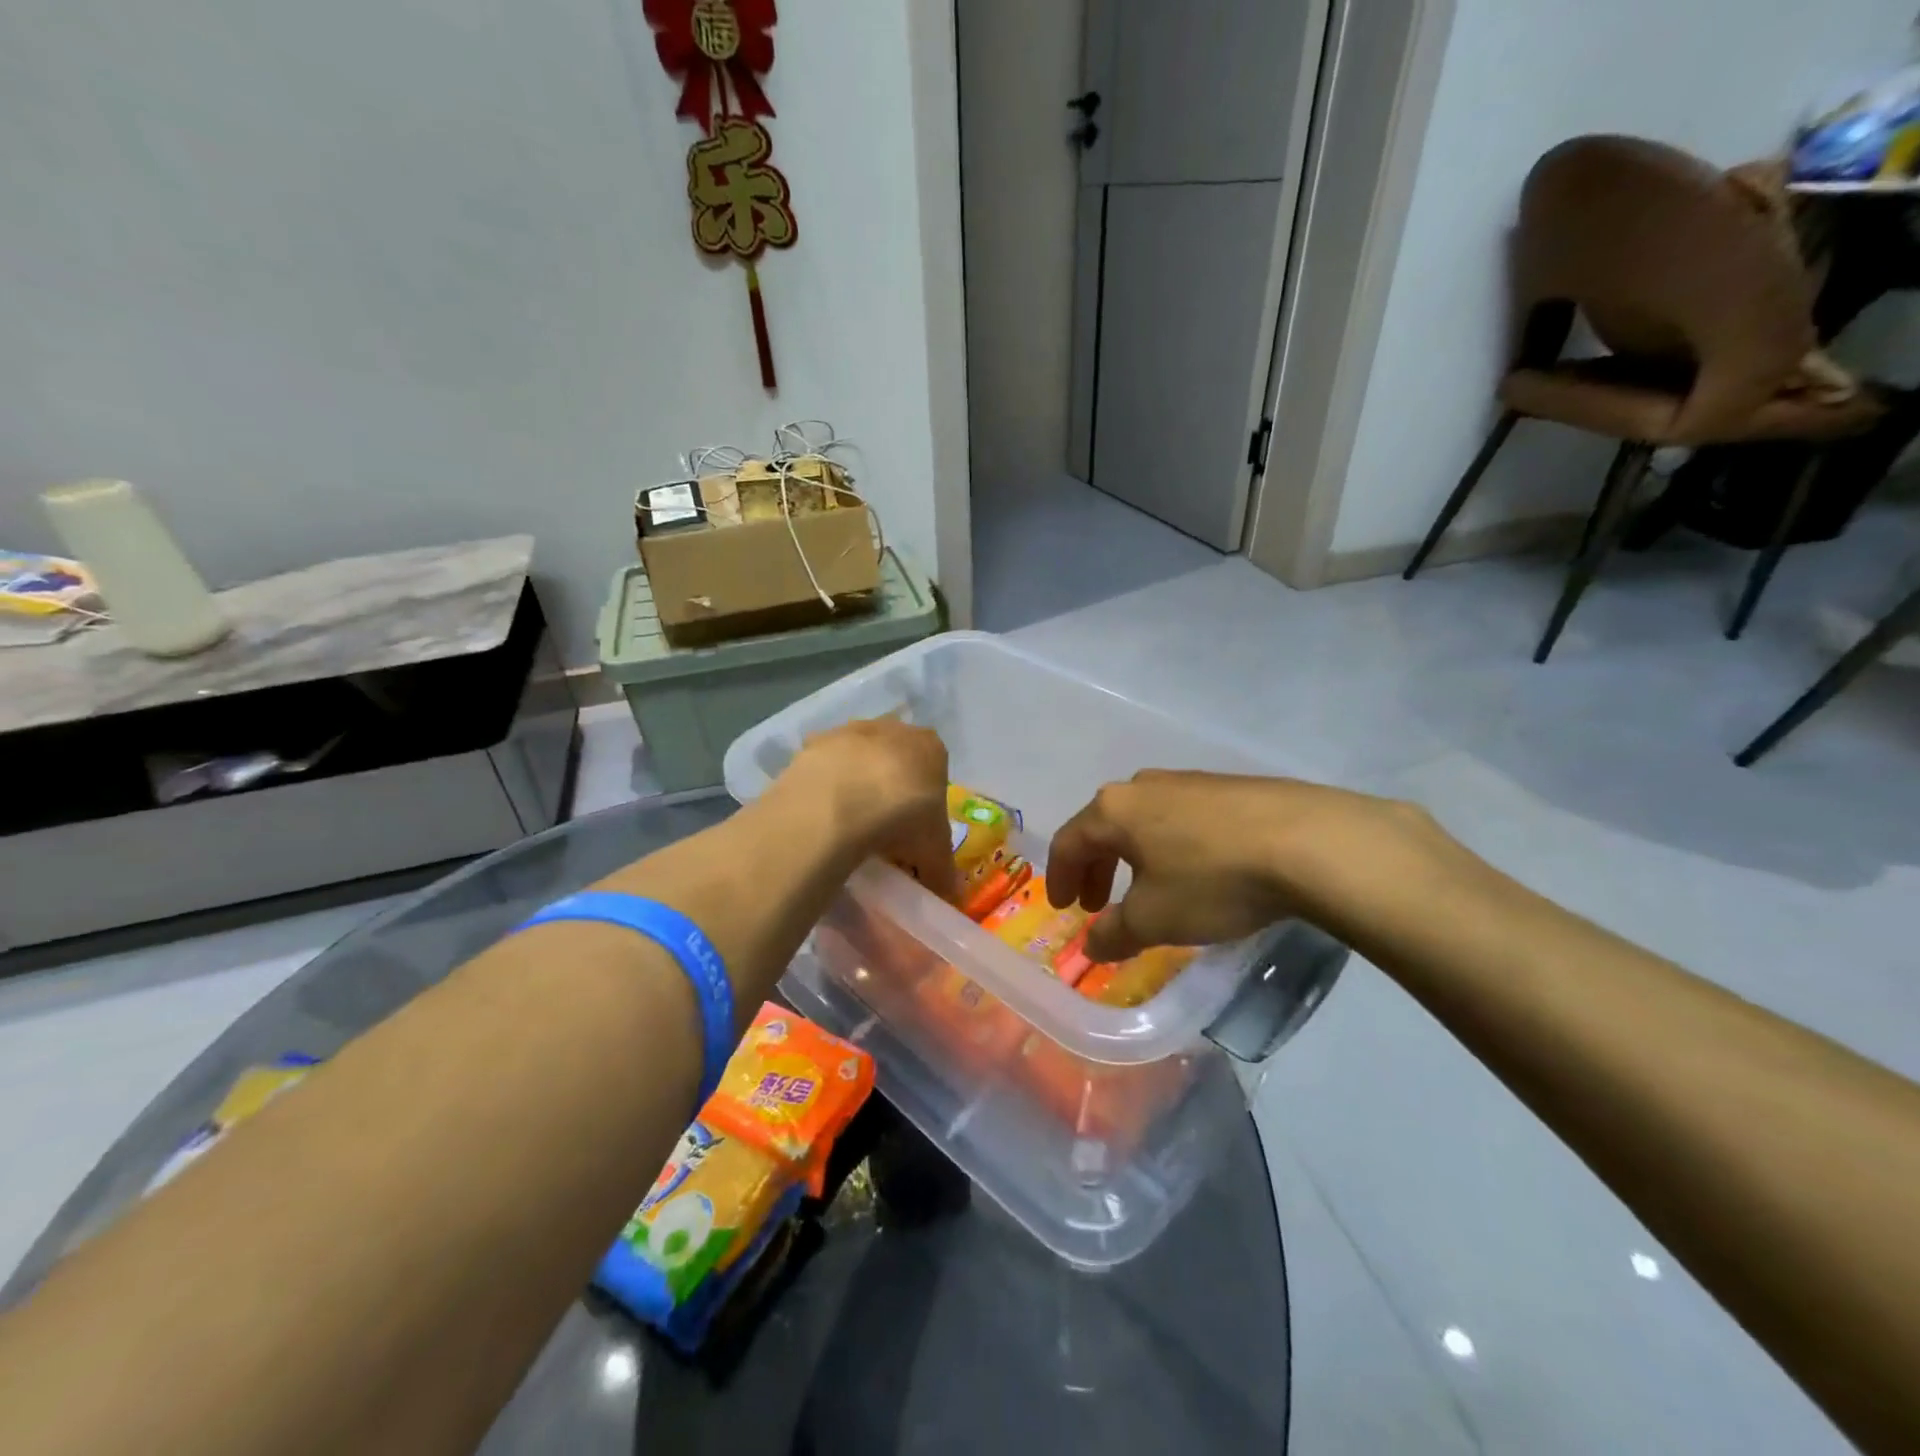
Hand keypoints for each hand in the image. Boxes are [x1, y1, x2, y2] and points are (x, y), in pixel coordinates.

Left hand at [772, 718, 956, 899]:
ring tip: (849, 825)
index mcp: (931, 747)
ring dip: (856, 784)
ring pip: (859, 760)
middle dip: (890, 789)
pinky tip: (822, 814)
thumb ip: (942, 871)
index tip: (915, 832)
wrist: (840, 802)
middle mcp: (894, 729)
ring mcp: (851, 730)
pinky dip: (825, 786)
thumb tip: (949, 894)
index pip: (935, 772)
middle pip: (896, 761)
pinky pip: (825, 768)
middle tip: (882, 830)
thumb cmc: (902, 818)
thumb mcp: (933, 853)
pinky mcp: (815, 742)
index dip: (925, 803)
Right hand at [1046, 770, 1444, 961]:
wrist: (1309, 842)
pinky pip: (1180, 817)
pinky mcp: (1228, 787)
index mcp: (1114, 810)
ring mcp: (1189, 781)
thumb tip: (1092, 945)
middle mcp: (1144, 786)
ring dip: (1133, 856)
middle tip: (1098, 903)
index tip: (1062, 906)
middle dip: (1096, 868)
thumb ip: (1115, 933)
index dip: (1059, 877)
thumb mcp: (1156, 919)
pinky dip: (1170, 846)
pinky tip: (1193, 870)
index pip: (1069, 841)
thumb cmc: (1213, 880)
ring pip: (1143, 820)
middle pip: (1104, 826)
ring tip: (1146, 889)